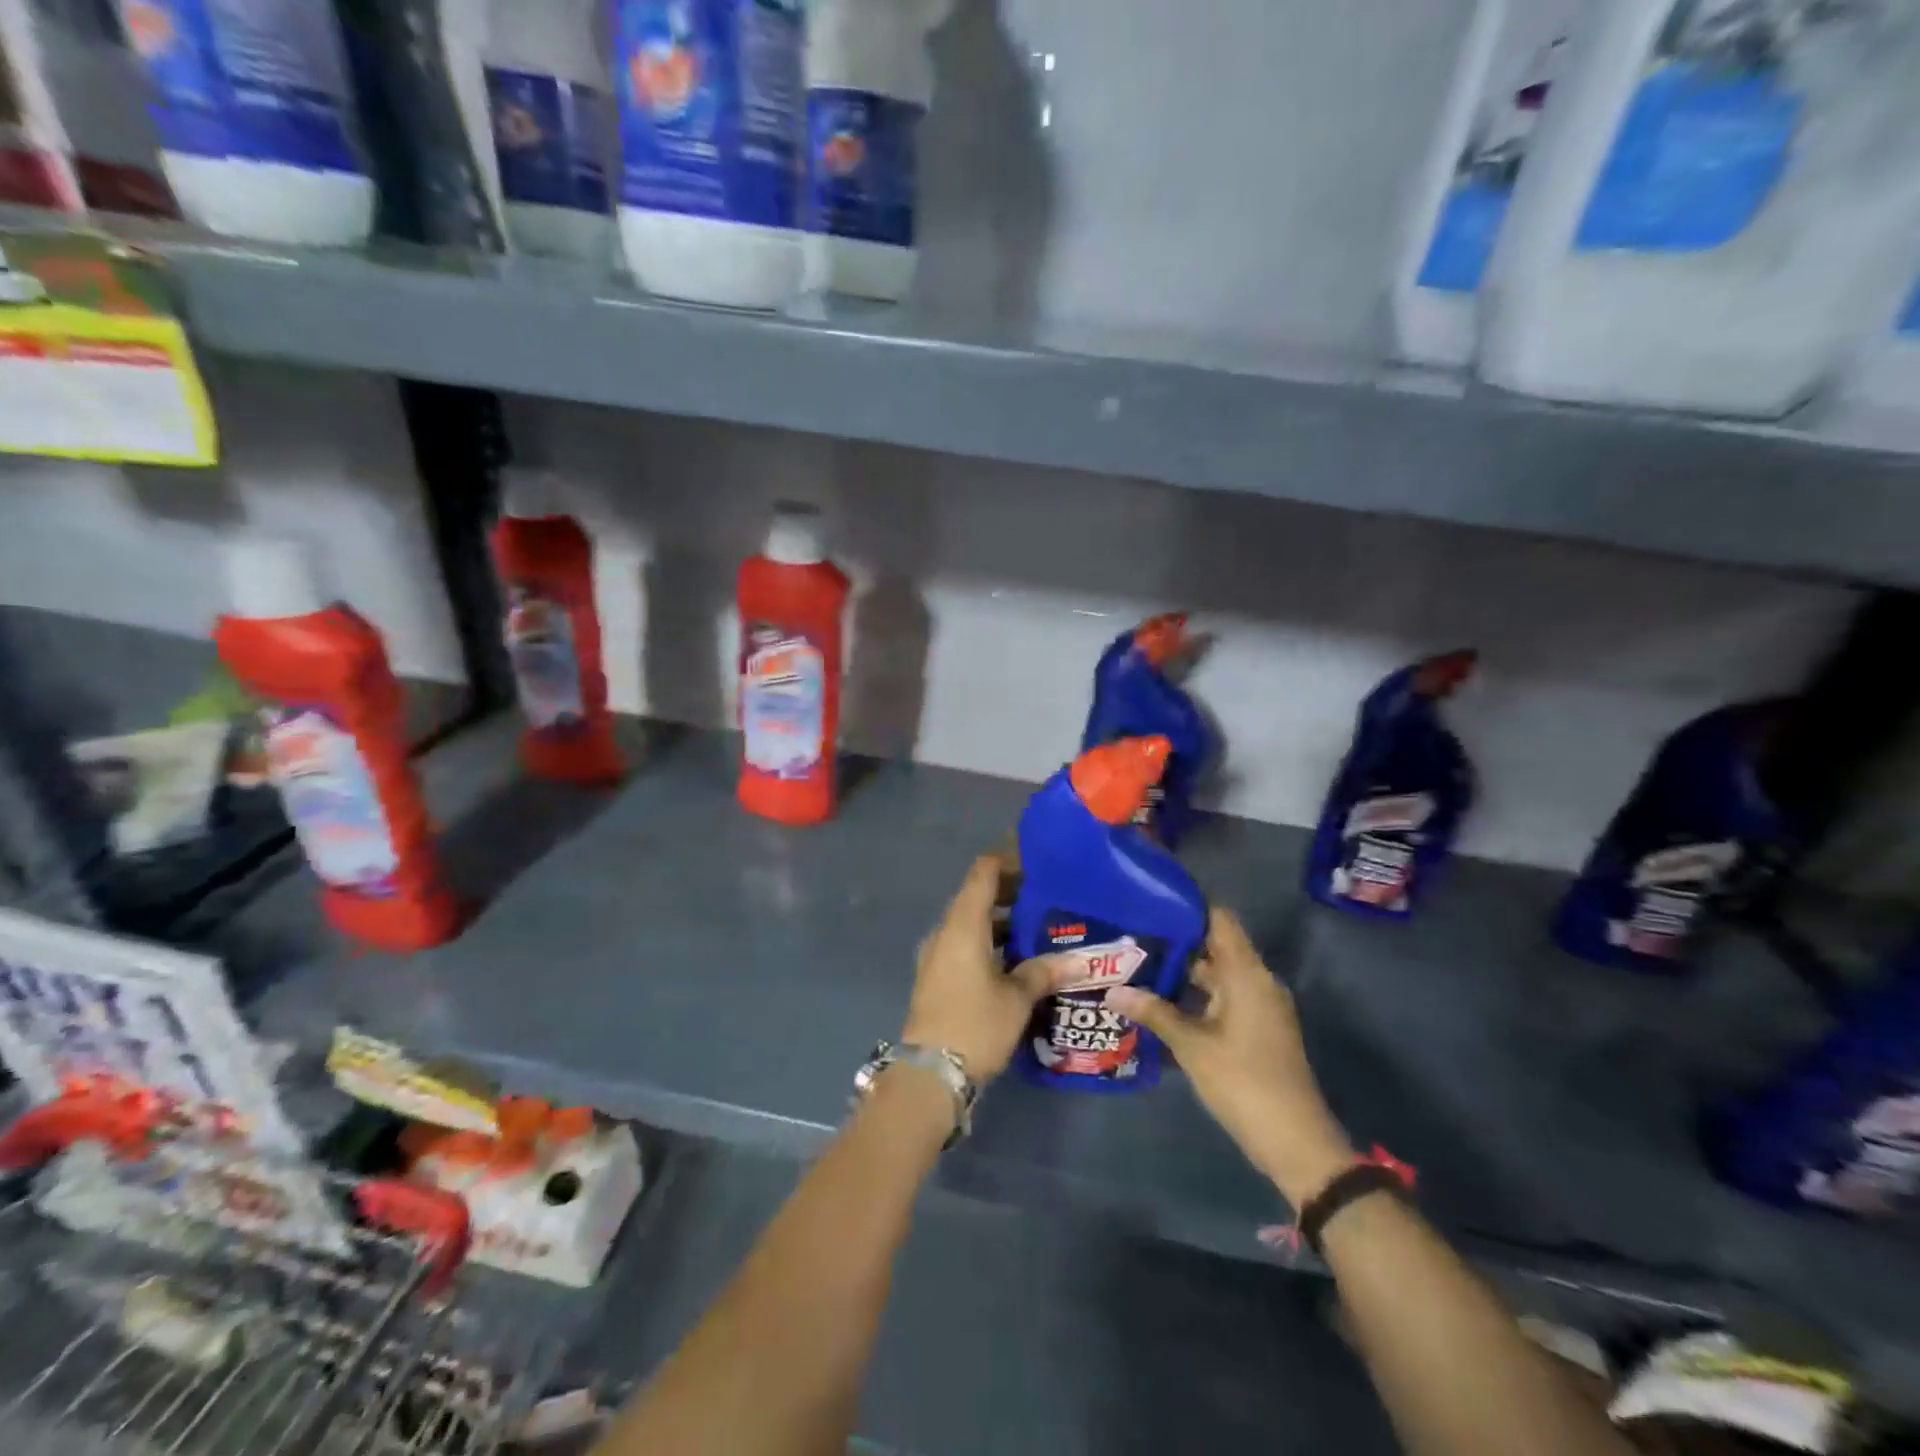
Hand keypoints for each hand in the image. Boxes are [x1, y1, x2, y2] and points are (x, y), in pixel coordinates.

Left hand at [900, 855, 1055, 1080]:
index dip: (1007, 859)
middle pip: (977, 895)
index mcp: (963, 924)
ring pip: (972, 922)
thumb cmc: (975, 1024)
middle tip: (1047, 895)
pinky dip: (990, 941)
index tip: (1036, 859)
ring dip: (1001, 920)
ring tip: (1039, 925)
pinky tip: (1017, 958)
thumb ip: (1044, 971)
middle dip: (1010, 891)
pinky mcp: (938, 975)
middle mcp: (946, 931)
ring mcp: (938, 954)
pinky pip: (966, 944)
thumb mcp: (1017, 998)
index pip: (983, 872)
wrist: (929, 1073)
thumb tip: (1079, 960)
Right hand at [1107, 908, 1354, 1207]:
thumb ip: (1154, 1012)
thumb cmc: (1243, 1082)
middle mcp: (1257, 981)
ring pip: (1217, 975)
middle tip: (1131, 936)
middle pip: (1214, 946)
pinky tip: (1161, 1003)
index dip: (1187, 906)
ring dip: (1182, 972)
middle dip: (1175, 942)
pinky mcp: (1257, 1028)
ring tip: (1137, 965)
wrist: (1295, 1141)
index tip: (1149, 901)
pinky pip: (1223, 997)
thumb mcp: (1191, 1045)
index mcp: (1246, 973)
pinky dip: (1196, 995)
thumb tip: (1113, 990)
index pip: (1219, 919)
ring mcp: (1259, 1006)